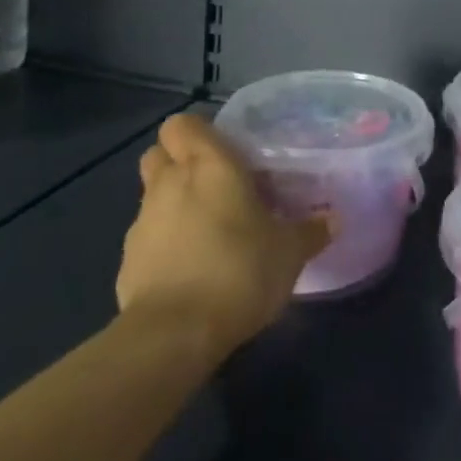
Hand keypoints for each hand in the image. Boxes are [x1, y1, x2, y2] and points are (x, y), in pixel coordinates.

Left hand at [116, 114, 330, 347]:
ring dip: (173, 205)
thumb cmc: (239, 270)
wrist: (174, 336)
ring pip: (152, 197)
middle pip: (158, 154)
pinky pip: (147, 240)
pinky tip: (189, 270)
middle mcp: (169, 184)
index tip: (224, 151)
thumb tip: (334, 219)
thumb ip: (311, 231)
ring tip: (207, 231)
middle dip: (179, 162)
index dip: (198, 133)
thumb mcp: (290, 252)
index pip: (182, 124)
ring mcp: (142, 224)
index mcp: (208, 165)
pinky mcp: (126, 264)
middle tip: (214, 184)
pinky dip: (163, 246)